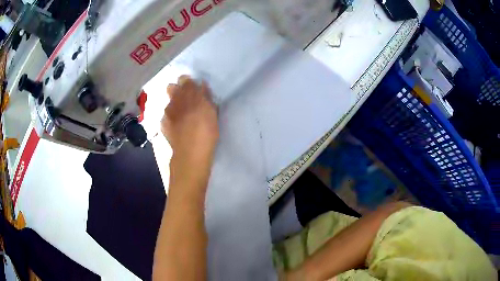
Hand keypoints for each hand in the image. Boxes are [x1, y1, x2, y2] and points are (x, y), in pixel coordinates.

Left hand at [161, 75, 218, 184]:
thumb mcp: (212, 111)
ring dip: (174, 106)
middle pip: (171, 87)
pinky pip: (166, 117)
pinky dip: (171, 119)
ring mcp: (167, 112)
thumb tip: (202, 85)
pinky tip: (177, 128)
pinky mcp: (163, 124)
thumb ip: (206, 96)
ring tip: (182, 117)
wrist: (191, 151)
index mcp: (189, 94)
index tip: (194, 89)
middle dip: (177, 91)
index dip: (188, 83)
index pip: (184, 79)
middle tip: (187, 101)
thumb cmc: (206, 130)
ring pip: (169, 103)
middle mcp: (175, 99)